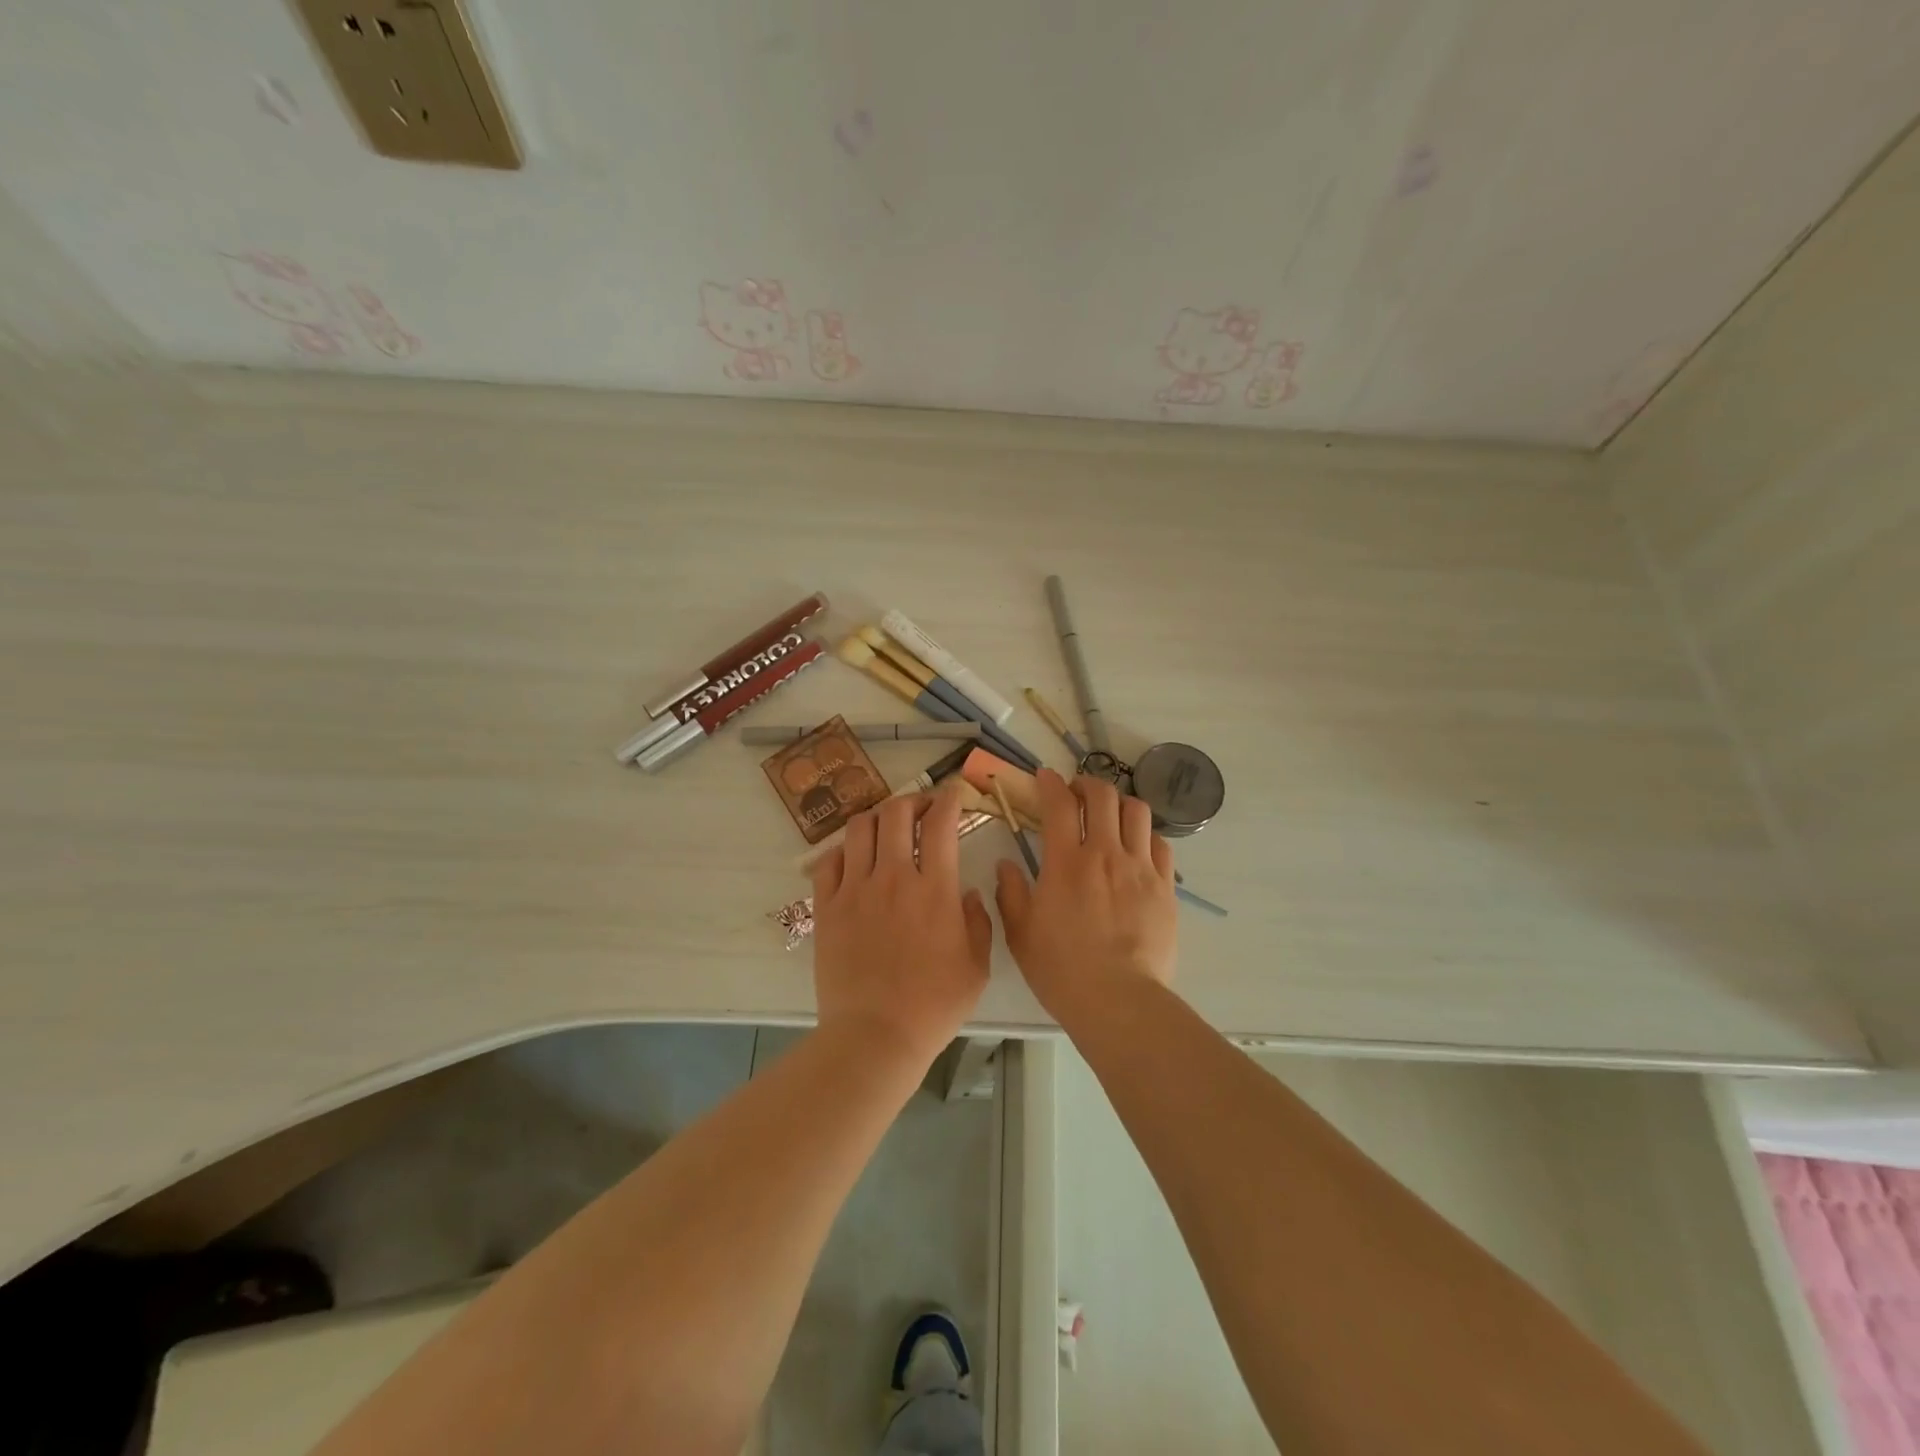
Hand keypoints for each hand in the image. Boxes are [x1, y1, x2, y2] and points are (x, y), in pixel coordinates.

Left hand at [810, 782, 993, 1068]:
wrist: (874, 1035)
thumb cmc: (933, 1005)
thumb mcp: (976, 966)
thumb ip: (978, 922)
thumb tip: (967, 893)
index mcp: (934, 889)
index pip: (940, 823)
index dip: (949, 799)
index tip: (954, 794)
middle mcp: (892, 877)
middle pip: (896, 813)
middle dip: (913, 800)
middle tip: (922, 808)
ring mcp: (854, 889)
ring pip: (859, 828)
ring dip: (877, 817)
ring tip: (887, 826)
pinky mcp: (827, 907)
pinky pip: (829, 860)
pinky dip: (844, 849)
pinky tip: (854, 857)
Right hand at [994, 769, 1177, 1022]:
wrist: (1118, 1000)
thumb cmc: (1061, 969)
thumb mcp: (1020, 933)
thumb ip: (1010, 892)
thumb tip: (1006, 865)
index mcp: (1065, 862)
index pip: (1059, 803)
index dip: (1050, 783)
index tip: (1044, 778)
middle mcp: (1105, 854)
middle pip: (1103, 795)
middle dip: (1087, 784)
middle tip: (1077, 794)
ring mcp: (1140, 868)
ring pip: (1137, 811)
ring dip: (1120, 804)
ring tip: (1110, 815)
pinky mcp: (1165, 887)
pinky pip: (1160, 844)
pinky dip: (1146, 836)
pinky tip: (1136, 848)